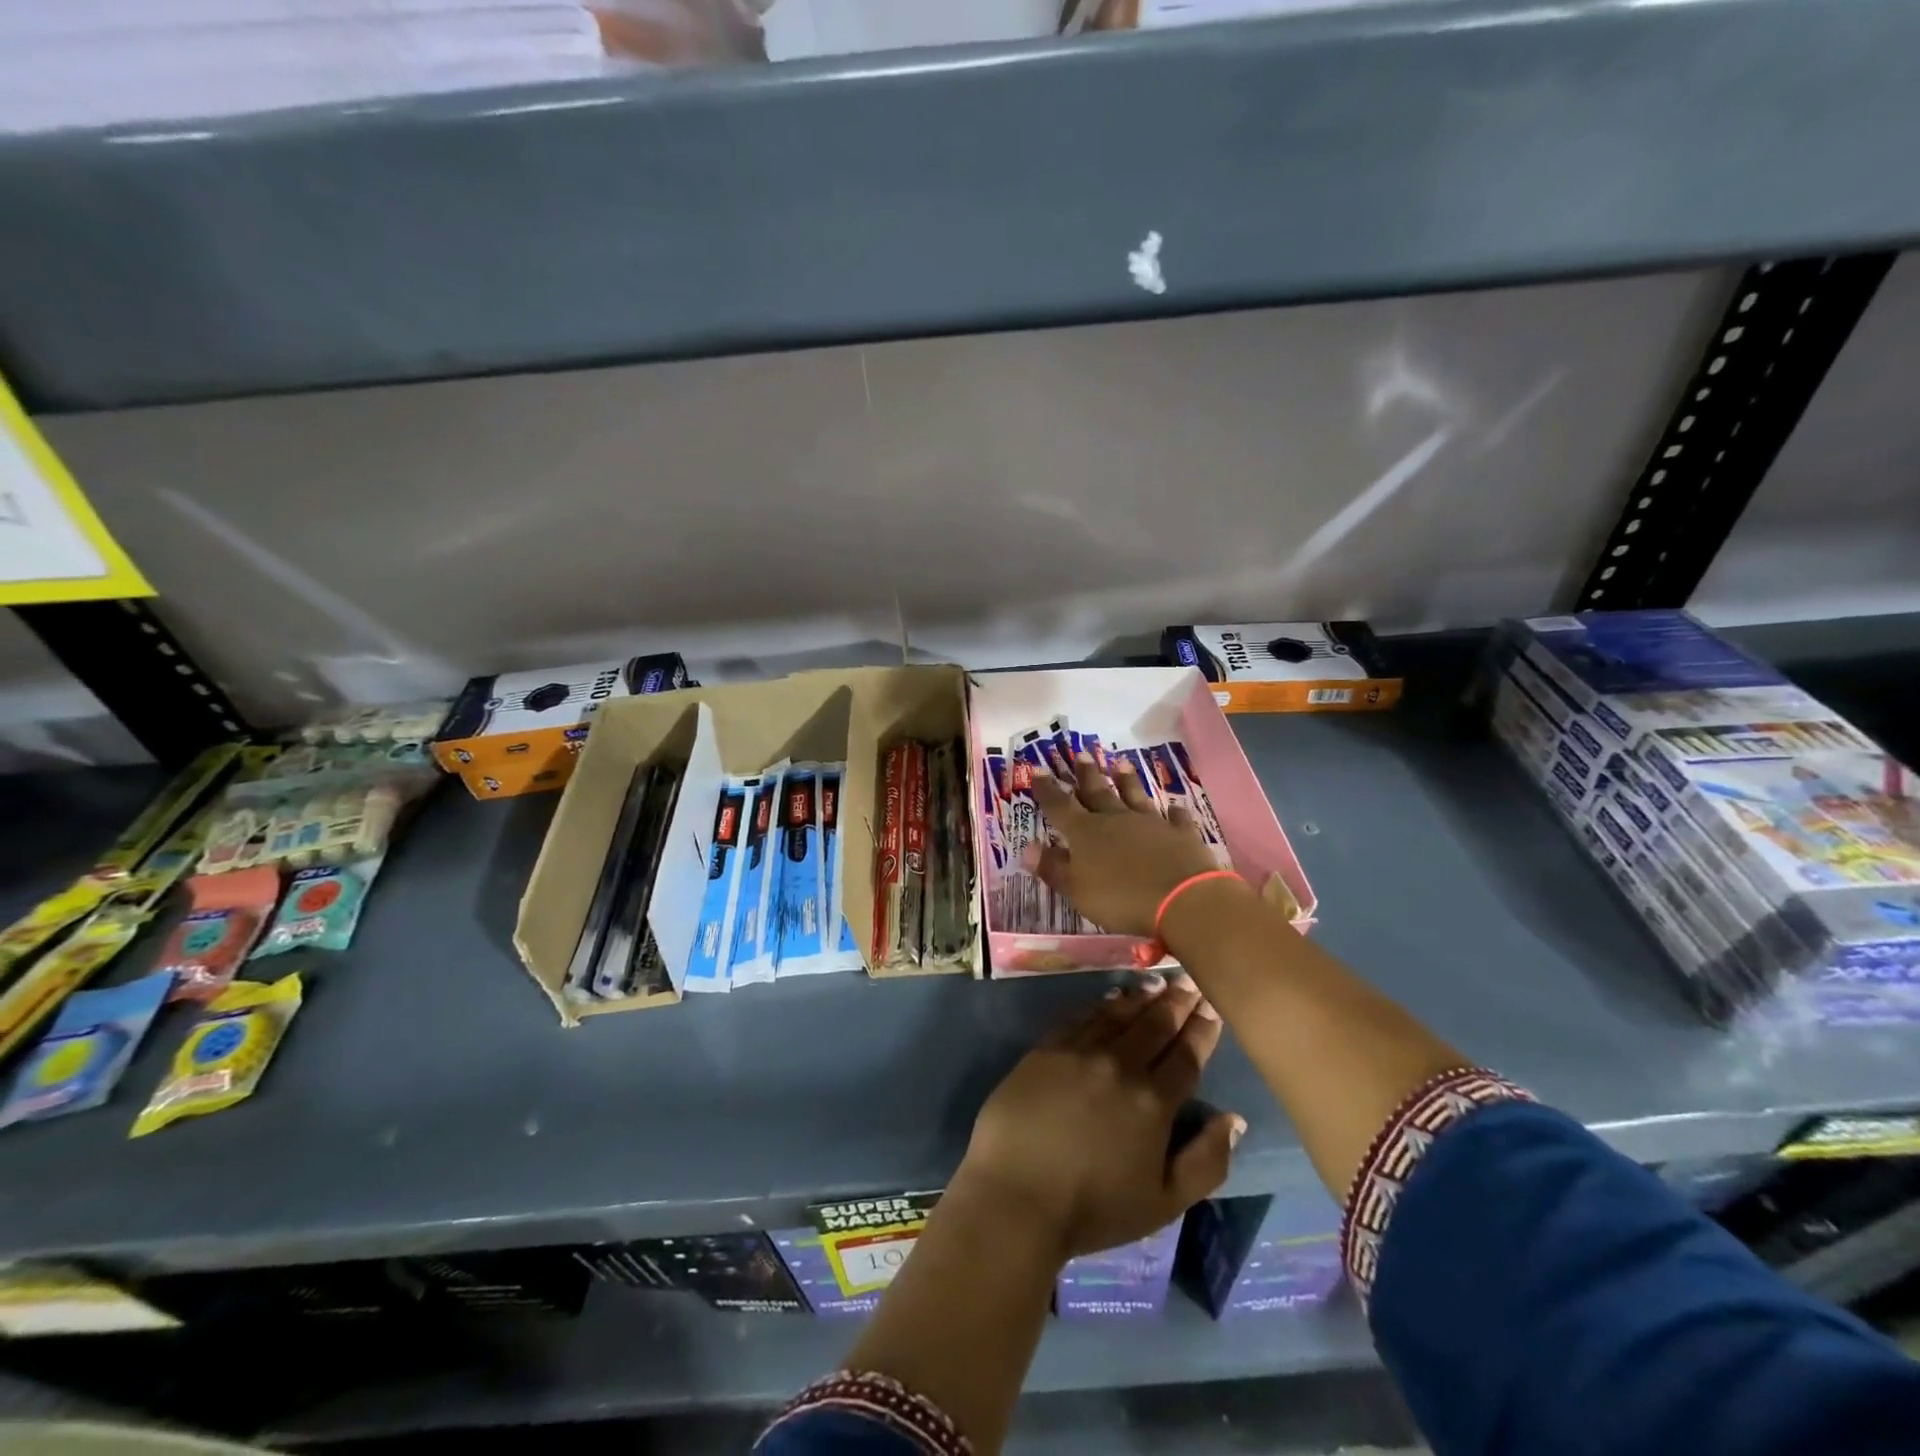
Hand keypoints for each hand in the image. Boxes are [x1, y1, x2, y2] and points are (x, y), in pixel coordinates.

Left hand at [957, 977, 1244, 1259]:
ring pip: (1119, 1015)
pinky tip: (1112, 998)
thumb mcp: (1165, 1202)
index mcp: (1154, 1102)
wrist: (1016, 1195)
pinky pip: (1082, 1017)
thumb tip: (1234, 1119)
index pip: (1186, 1056)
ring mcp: (1080, 1052)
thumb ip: (1207, 1161)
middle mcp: (1120, 1065)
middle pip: (1155, 1026)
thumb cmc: (1094, 1209)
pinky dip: (1102, 1005)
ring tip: (1157, 982)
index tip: (1213, 1005)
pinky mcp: (1047, 1049)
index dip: (1202, 1030)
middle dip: (1176, 1002)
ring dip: (1142, 997)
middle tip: (1189, 980)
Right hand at [1026, 754, 1218, 936]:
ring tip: (1120, 763)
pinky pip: (1175, 819)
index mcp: (1086, 833)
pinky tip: (1175, 808)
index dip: (1047, 790)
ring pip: (1135, 797)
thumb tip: (1027, 849)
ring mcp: (1150, 824)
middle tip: (1082, 754)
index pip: (1060, 806)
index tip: (1037, 770)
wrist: (1182, 899)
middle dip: (1087, 775)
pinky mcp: (1180, 835)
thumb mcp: (1077, 891)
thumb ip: (1053, 869)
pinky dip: (1174, 813)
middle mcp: (1116, 820)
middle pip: (1098, 793)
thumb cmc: (1121, 899)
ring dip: (1127, 781)